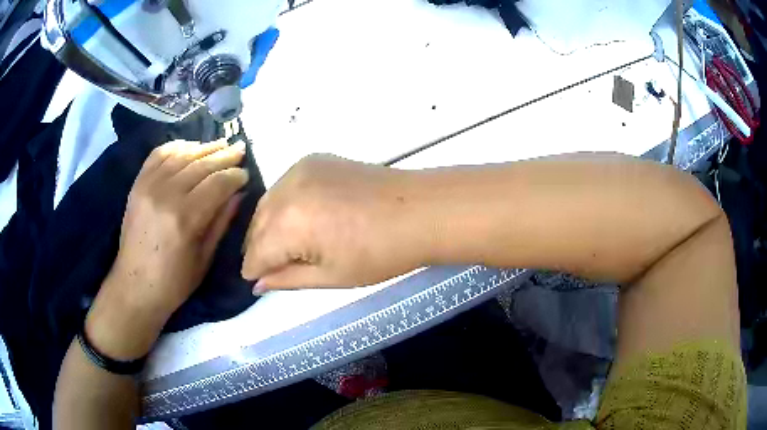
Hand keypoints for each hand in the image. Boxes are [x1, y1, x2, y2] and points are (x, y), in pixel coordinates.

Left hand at [86, 140, 247, 358]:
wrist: (134, 287)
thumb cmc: (173, 282)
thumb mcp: (204, 259)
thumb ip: (221, 222)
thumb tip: (239, 194)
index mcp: (185, 218)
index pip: (217, 183)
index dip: (235, 175)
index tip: (246, 174)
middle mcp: (166, 195)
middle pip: (201, 164)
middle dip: (224, 156)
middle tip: (240, 150)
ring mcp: (148, 186)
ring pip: (182, 155)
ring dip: (203, 148)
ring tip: (220, 145)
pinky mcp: (137, 184)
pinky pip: (158, 155)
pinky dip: (176, 147)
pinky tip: (190, 148)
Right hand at [242, 154, 427, 291]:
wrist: (418, 211)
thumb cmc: (379, 254)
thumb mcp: (330, 276)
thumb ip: (287, 279)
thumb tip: (257, 284)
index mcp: (288, 224)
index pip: (256, 252)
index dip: (253, 269)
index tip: (253, 280)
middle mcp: (286, 190)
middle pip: (257, 224)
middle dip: (257, 248)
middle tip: (265, 266)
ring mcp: (299, 169)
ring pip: (268, 203)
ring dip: (267, 225)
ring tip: (278, 245)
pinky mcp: (313, 159)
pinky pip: (284, 186)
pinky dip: (282, 204)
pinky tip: (294, 217)